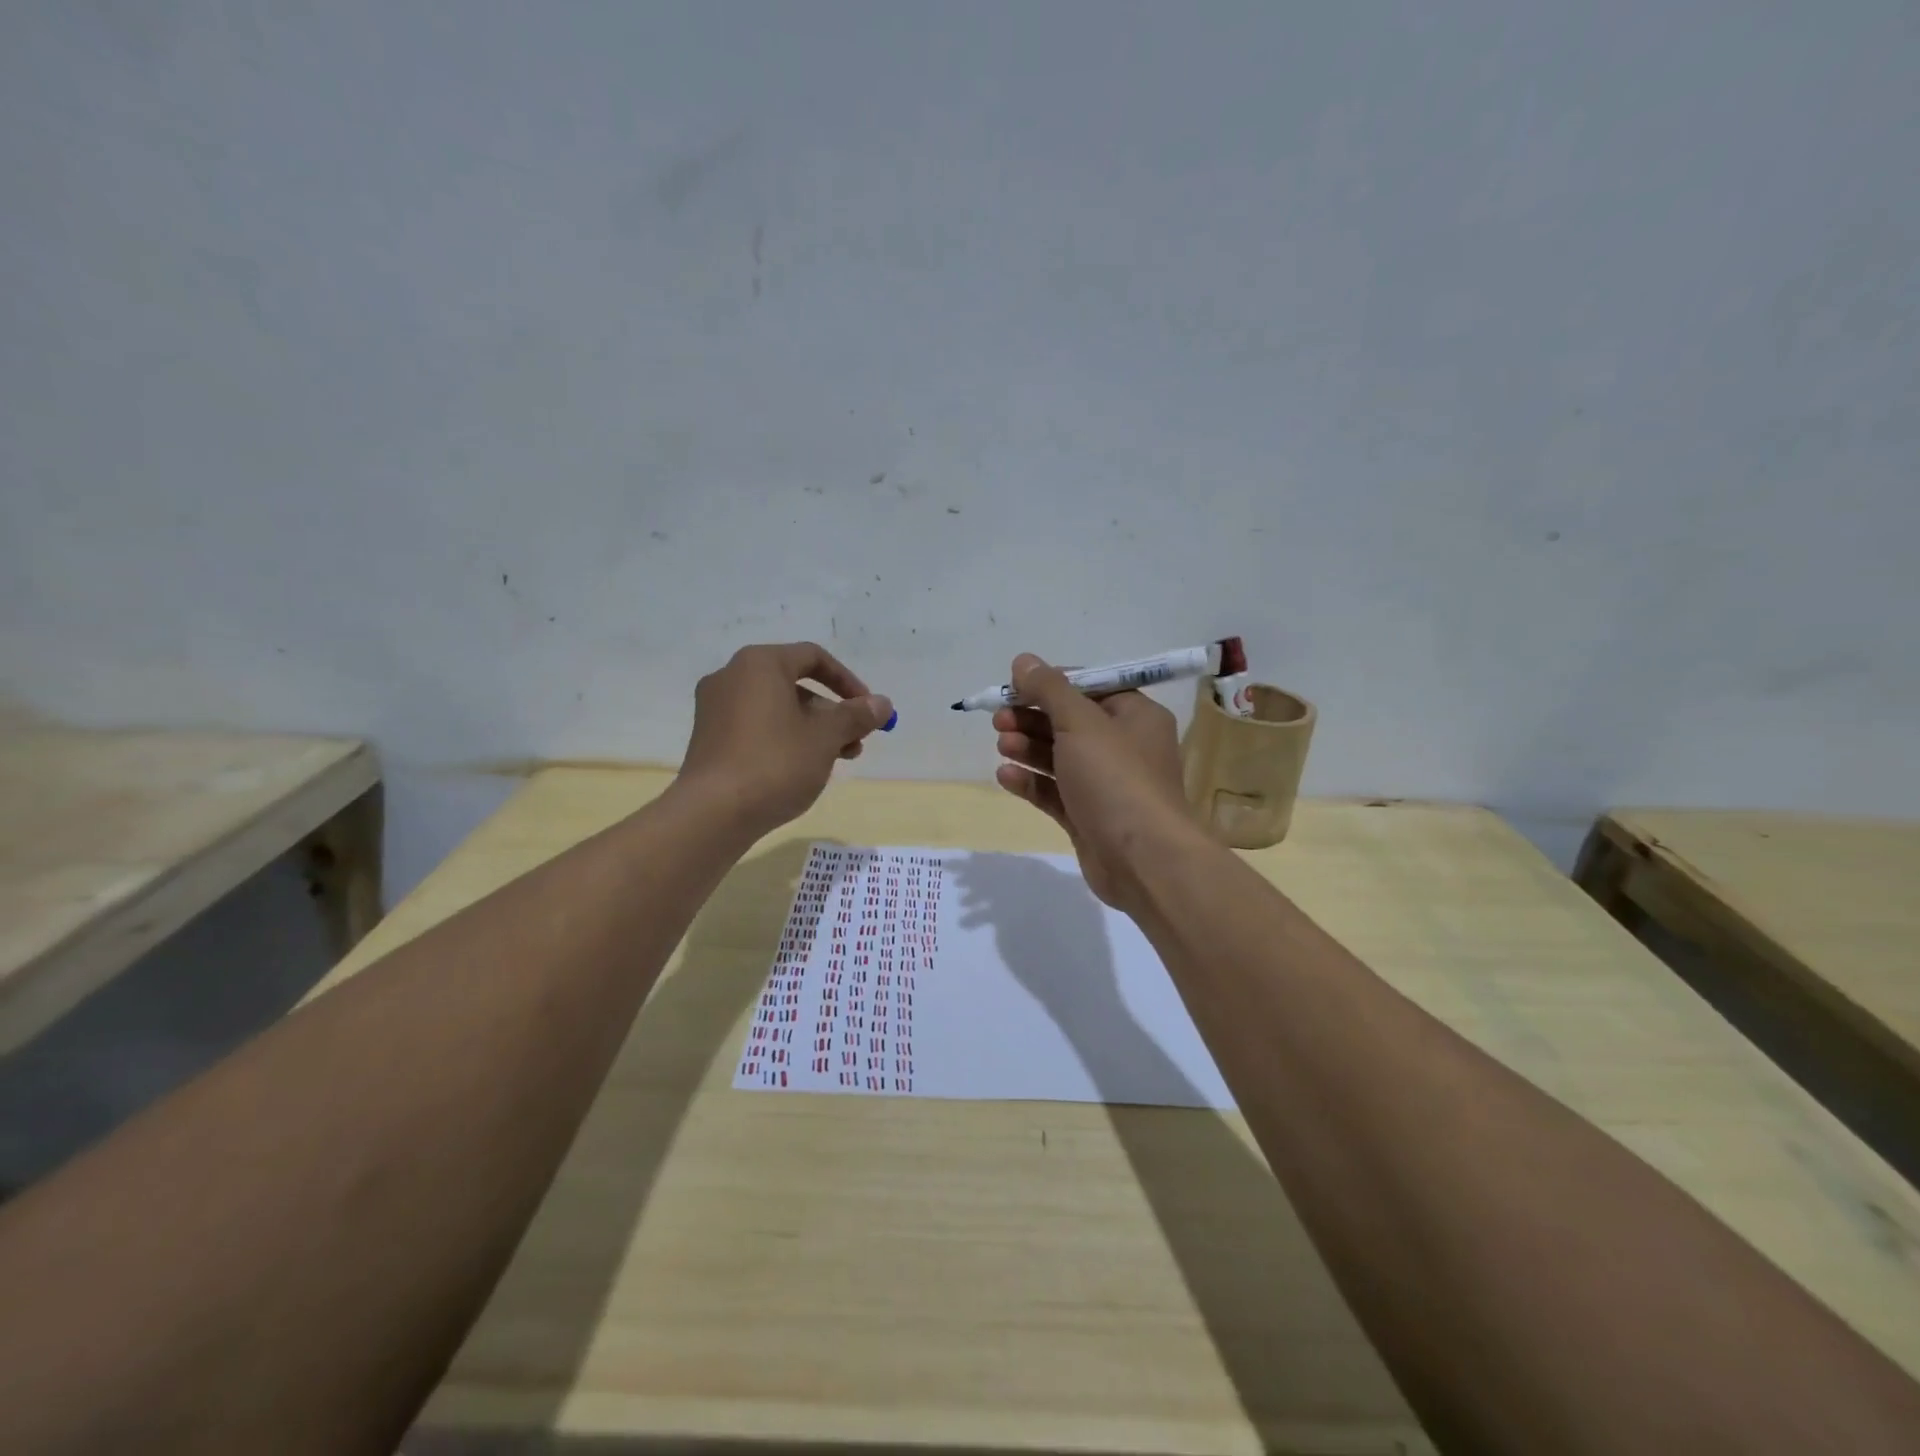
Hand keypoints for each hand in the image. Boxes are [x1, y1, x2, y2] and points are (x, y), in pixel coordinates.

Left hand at [678, 642, 893, 836]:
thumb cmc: (776, 763)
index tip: (868, 709)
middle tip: (855, 742)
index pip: (814, 658)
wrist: (713, 813)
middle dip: (832, 713)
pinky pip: (756, 727)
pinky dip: (784, 740)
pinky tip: (802, 770)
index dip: (847, 681)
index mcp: (760, 664)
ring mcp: (715, 708)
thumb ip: (856, 716)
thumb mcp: (826, 738)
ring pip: (777, 709)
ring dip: (812, 730)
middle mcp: (732, 677)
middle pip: (795, 685)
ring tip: (836, 761)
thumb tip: (882, 703)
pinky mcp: (709, 739)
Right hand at [991, 653, 1203, 910]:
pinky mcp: (1088, 817)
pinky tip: (1006, 776)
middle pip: (1070, 722)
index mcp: (1134, 715)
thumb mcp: (1081, 723)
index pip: (1089, 687)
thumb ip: (1049, 690)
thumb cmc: (1116, 778)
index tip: (1015, 686)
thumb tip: (1023, 660)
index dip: (1051, 684)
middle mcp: (1123, 746)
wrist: (1143, 860)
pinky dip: (1031, 782)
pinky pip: (1055, 792)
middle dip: (1033, 718)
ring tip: (1002, 745)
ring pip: (1059, 758)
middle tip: (1000, 720)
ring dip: (1028, 748)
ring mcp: (1105, 785)